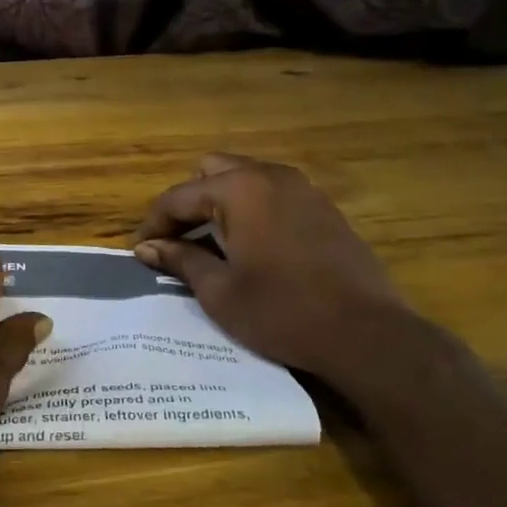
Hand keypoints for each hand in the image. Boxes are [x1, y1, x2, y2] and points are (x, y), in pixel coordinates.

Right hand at [132, 154, 412, 385]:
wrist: (367, 334)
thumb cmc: (282, 312)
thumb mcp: (219, 291)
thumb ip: (181, 259)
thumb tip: (146, 247)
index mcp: (239, 189)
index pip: (178, 197)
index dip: (153, 224)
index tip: (139, 252)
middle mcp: (270, 175)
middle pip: (211, 171)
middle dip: (188, 203)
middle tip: (177, 241)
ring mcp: (303, 189)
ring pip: (245, 179)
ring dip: (220, 204)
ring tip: (210, 244)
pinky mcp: (324, 208)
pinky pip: (273, 195)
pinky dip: (251, 210)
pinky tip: (250, 248)